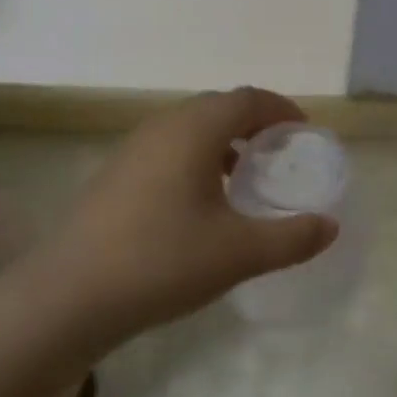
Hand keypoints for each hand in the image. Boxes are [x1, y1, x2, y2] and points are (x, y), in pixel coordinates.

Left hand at [23, 88, 337, 338]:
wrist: (67, 298)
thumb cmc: (162, 261)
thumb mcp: (239, 252)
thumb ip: (292, 237)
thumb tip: (329, 226)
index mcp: (195, 130)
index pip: (248, 99)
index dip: (281, 109)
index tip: (304, 132)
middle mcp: (163, 127)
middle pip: (219, 107)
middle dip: (255, 123)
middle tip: (280, 154)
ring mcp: (133, 149)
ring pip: (190, 128)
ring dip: (224, 141)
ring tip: (245, 177)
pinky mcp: (115, 175)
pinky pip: (168, 149)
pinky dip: (197, 159)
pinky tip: (202, 203)